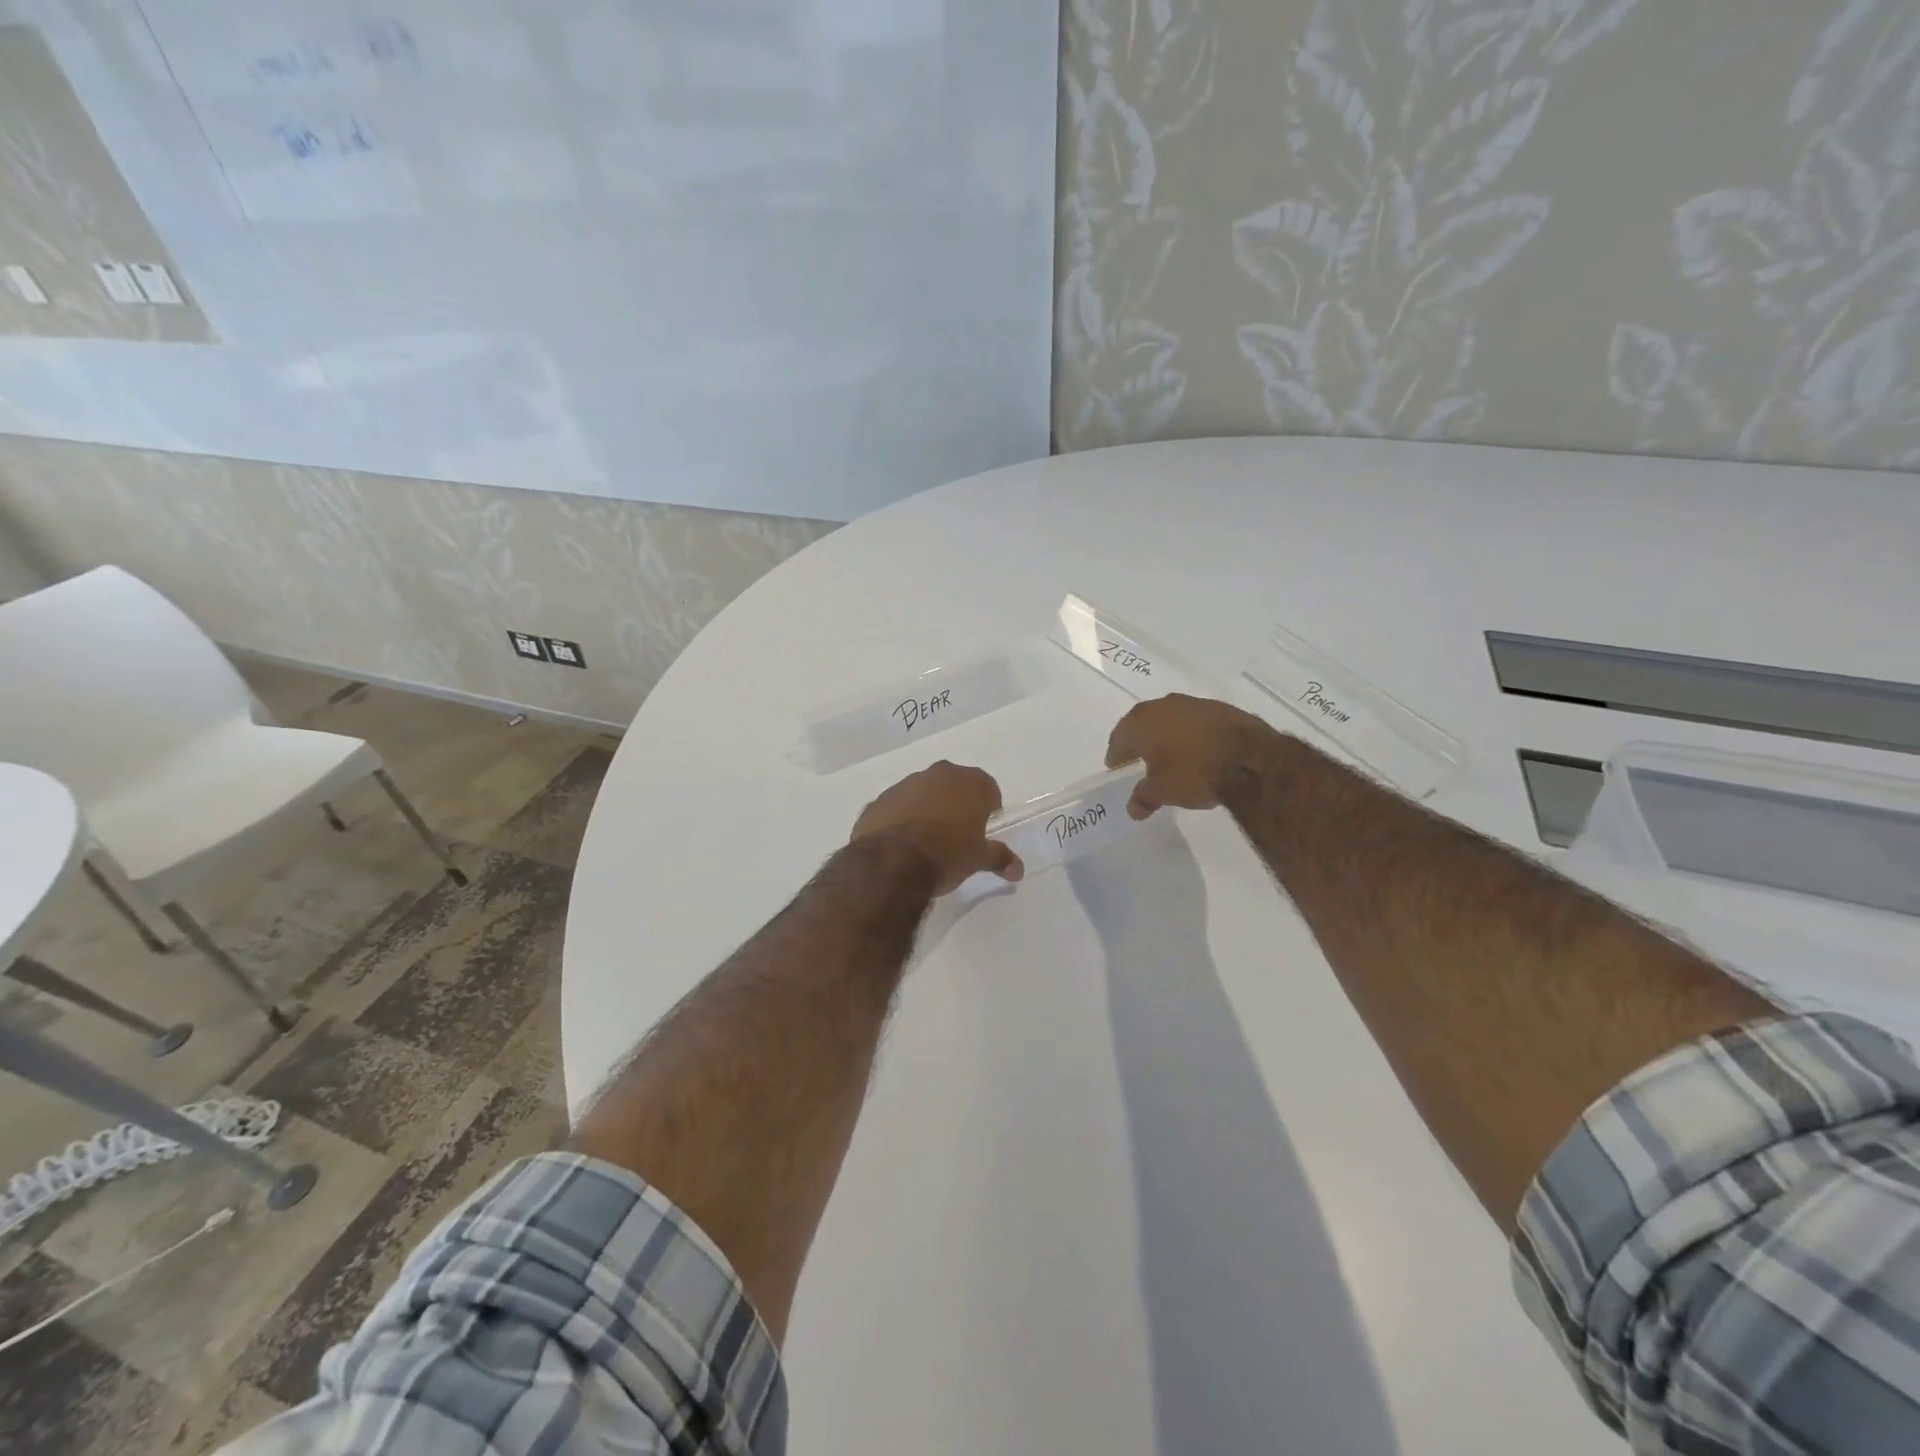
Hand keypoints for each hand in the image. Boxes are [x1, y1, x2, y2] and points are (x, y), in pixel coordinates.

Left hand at [850, 761, 1023, 893]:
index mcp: (969, 783)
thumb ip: (999, 858)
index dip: (988, 808)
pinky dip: (901, 818)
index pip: (988, 789)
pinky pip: (897, 806)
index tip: (983, 829)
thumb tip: (1018, 869)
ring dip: (927, 808)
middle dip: (957, 804)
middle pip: (954, 785)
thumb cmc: (946, 855)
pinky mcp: (880, 800)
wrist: (891, 863)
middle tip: (957, 834)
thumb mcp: (978, 859)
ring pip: (923, 793)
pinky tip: (901, 843)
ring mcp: (905, 784)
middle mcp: (938, 774)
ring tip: (926, 840)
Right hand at [1105, 694, 1280, 818]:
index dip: (1116, 754)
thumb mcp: (1163, 791)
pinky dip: (1190, 733)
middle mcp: (1163, 706)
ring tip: (1169, 754)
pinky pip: (1194, 721)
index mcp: (1141, 722)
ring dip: (1166, 734)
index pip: (1119, 737)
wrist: (1249, 758)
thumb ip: (1144, 797)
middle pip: (1143, 723)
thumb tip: (1133, 809)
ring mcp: (1193, 703)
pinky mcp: (1219, 708)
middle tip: (1137, 758)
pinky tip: (1196, 749)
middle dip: (1139, 740)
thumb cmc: (1193, 772)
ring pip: (1170, 719)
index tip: (1116, 766)